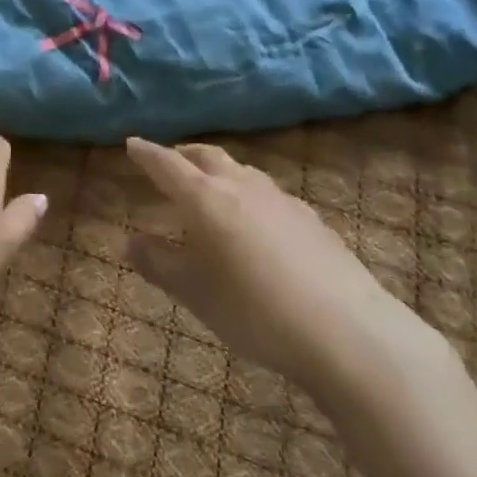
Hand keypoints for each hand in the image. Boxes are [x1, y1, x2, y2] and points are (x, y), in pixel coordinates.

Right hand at [125, 138, 436, 404]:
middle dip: (183, 155)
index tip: (132, 144)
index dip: (147, 154)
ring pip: (240, 171)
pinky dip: (249, 196)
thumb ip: (159, 263)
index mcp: (204, 198)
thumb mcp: (195, 293)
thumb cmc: (255, 310)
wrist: (347, 332)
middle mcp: (240, 186)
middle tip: (169, 162)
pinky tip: (256, 223)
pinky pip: (267, 195)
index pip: (167, 165)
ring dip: (219, 172)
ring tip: (211, 189)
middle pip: (206, 156)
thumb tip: (129, 240)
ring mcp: (279, 199)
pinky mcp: (310, 219)